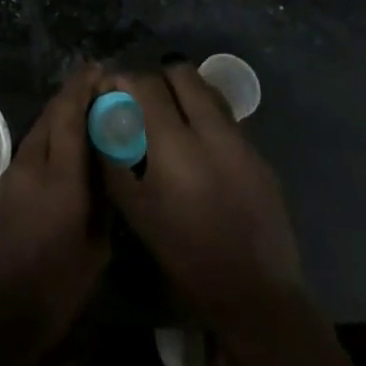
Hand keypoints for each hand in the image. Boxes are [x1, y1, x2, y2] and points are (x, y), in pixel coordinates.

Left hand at [0, 68, 106, 365]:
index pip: (68, 115)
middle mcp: (32, 164)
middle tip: (99, 86)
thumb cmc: (56, 289)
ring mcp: (13, 173)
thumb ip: (103, 200)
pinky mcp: (4, 186)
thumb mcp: (96, 250)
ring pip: (39, 128)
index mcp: (59, 178)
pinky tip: (66, 143)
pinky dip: (50, 134)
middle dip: (73, 94)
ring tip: (87, 110)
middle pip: (51, 114)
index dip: (83, 87)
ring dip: (61, 113)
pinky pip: (32, 146)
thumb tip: (109, 165)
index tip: (100, 69)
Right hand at [100, 64, 304, 331]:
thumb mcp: (135, 207)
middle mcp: (211, 130)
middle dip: (158, 79)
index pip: (145, 85)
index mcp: (175, 144)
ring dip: (185, 94)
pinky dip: (207, 119)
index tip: (112, 90)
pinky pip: (227, 118)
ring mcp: (241, 139)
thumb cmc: (183, 253)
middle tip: (144, 101)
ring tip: (172, 120)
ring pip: (208, 91)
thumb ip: (116, 154)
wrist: (254, 292)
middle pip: (181, 73)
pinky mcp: (260, 154)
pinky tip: (200, 150)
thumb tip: (105, 116)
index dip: (124, 80)